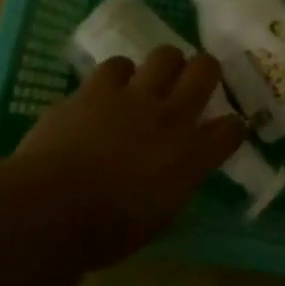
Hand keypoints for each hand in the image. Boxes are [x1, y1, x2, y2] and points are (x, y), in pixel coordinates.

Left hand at [13, 48, 247, 266]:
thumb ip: (175, 183)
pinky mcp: (93, 90)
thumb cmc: (109, 229)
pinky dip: (116, 77)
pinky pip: (114, 67)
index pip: (230, 129)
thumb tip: (176, 172)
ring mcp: (131, 97)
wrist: (52, 207)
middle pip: (205, 70)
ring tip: (148, 82)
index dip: (232, 126)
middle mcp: (169, 116)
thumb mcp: (159, 217)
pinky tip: (106, 91)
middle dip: (205, 70)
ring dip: (160, 68)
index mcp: (191, 155)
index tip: (226, 130)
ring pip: (162, 56)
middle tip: (195, 81)